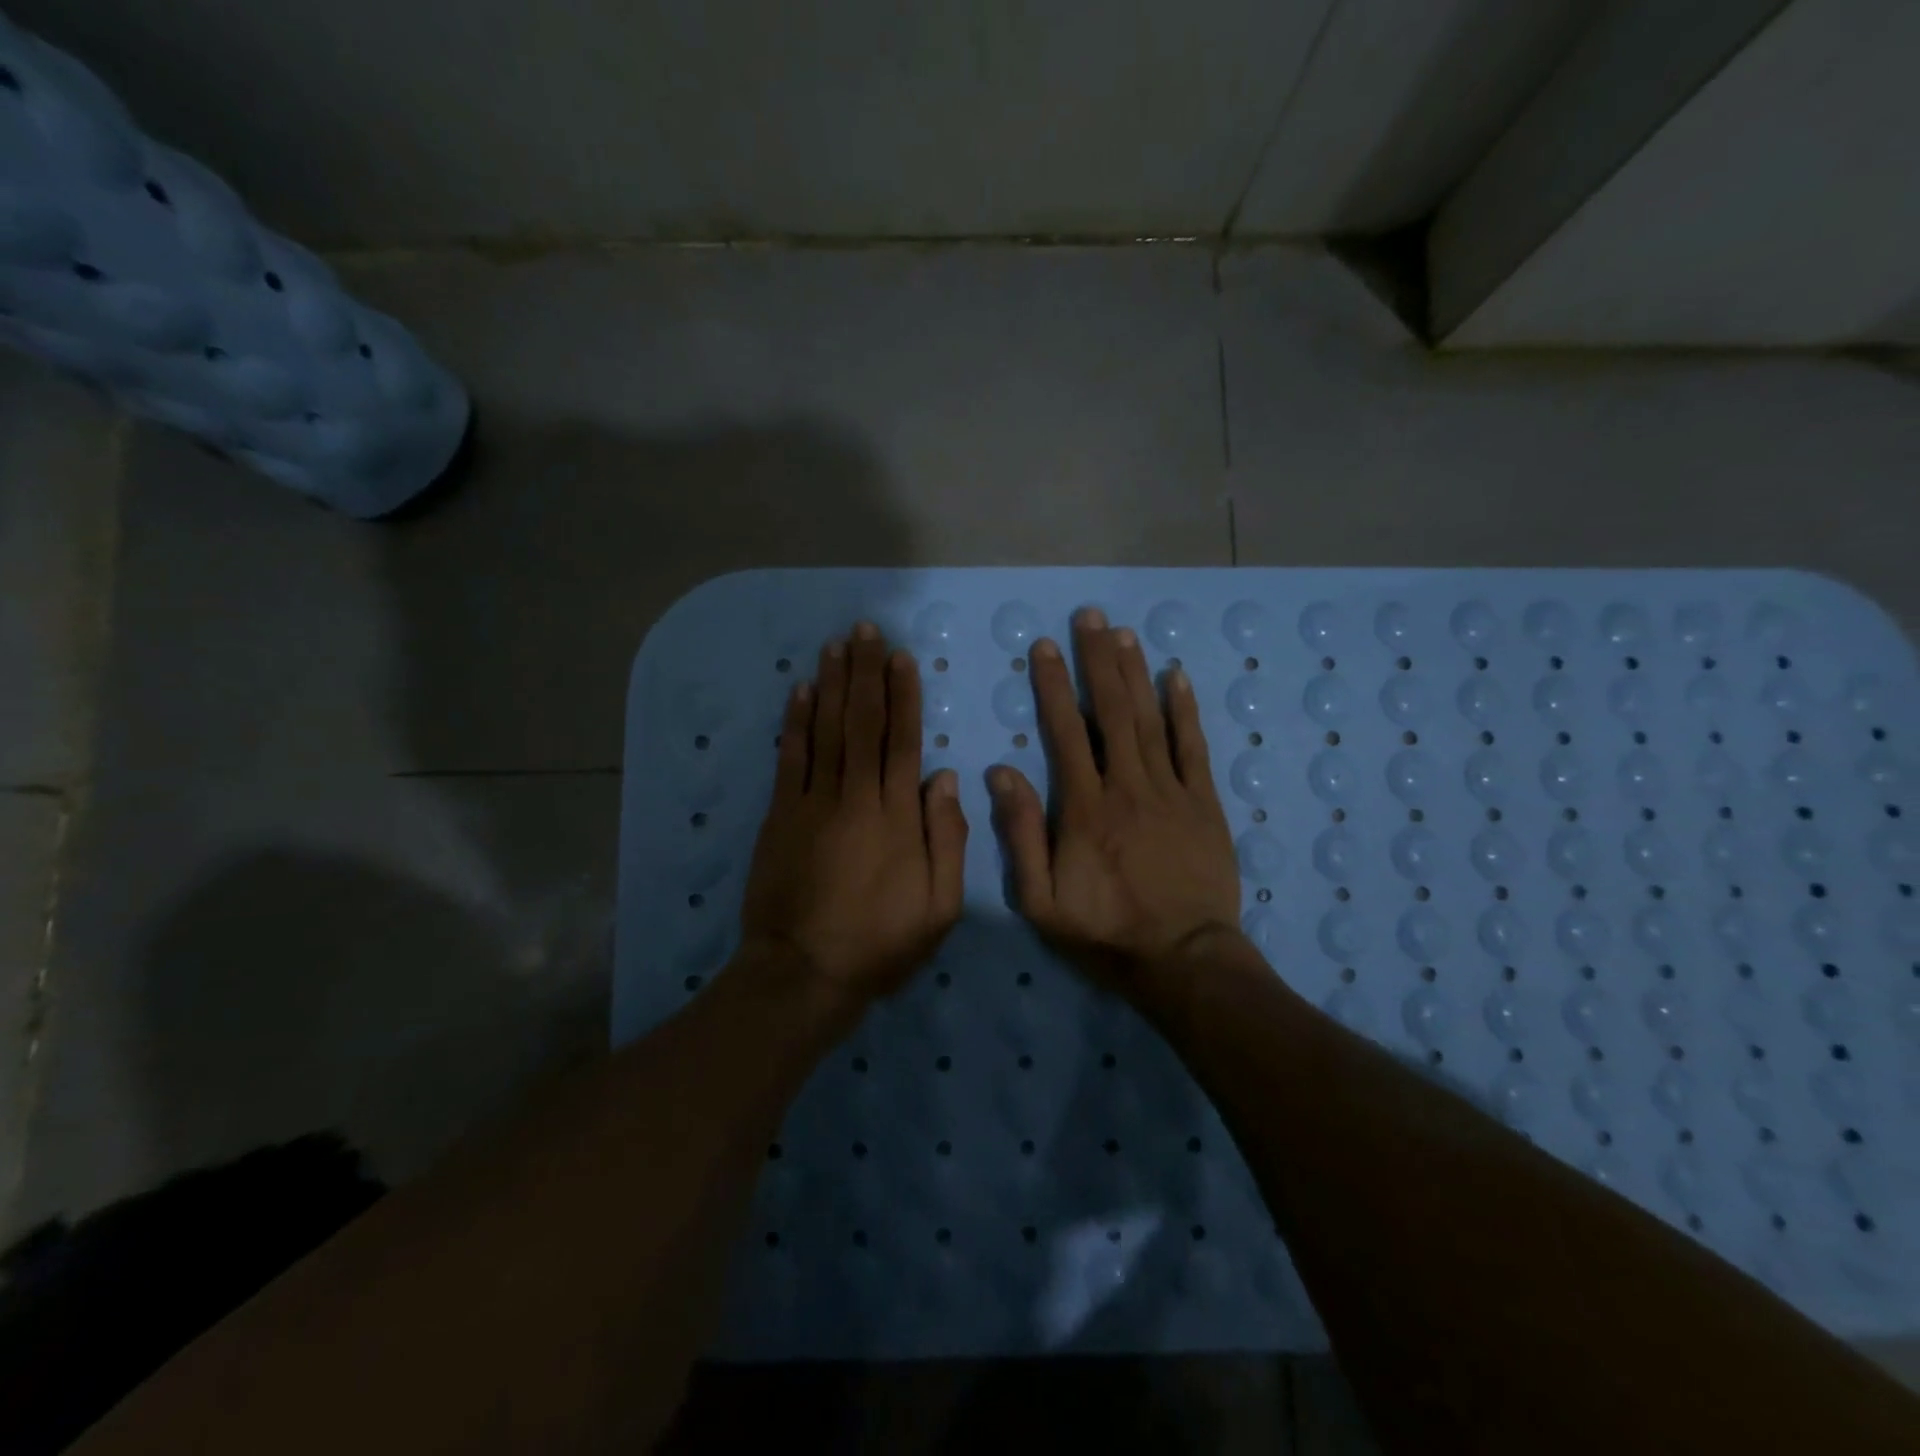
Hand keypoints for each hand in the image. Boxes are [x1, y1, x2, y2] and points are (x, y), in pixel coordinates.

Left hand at [739, 623, 968, 1001]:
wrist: (804, 972)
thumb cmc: (880, 942)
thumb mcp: (940, 906)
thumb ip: (948, 838)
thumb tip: (944, 777)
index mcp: (898, 816)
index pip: (903, 741)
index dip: (904, 695)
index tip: (902, 657)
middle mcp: (856, 797)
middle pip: (862, 723)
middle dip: (866, 673)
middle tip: (866, 630)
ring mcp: (813, 803)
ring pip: (826, 731)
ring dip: (832, 684)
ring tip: (836, 645)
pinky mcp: (780, 816)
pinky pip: (790, 759)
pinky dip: (795, 722)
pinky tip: (801, 691)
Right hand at [989, 608, 1244, 1000]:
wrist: (1184, 960)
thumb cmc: (1106, 933)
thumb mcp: (1042, 901)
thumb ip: (1020, 835)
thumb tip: (1001, 772)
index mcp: (1084, 808)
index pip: (1065, 732)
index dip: (1053, 686)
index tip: (1045, 647)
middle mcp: (1127, 786)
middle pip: (1111, 712)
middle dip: (1097, 660)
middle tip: (1090, 617)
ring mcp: (1171, 791)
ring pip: (1150, 720)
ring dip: (1135, 673)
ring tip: (1122, 633)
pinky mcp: (1204, 803)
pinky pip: (1194, 747)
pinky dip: (1185, 709)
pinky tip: (1176, 676)